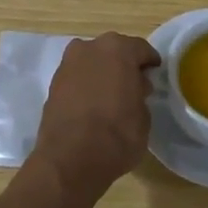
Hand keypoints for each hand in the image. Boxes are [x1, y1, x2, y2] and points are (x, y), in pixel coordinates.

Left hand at [32, 32, 160, 195]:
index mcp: (117, 49)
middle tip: (134, 85)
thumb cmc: (117, 134)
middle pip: (112, 51)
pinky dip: (86, 85)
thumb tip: (134, 88)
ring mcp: (67, 65)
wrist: (70, 159)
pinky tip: (93, 104)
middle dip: (123, 65)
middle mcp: (89, 48)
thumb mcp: (144, 116)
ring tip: (111, 96)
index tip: (155, 74)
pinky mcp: (52, 84)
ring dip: (102, 73)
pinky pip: (77, 78)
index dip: (149, 62)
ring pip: (92, 62)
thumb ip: (139, 93)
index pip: (140, 49)